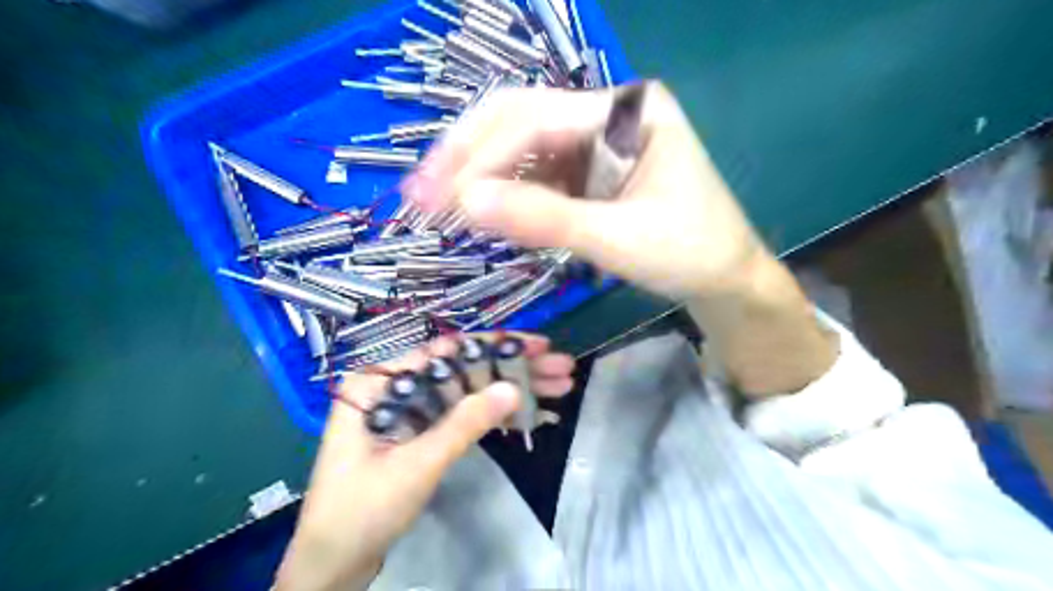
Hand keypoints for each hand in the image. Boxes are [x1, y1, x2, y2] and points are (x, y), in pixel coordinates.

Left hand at [269, 335, 567, 587]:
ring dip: (512, 390)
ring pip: (469, 391)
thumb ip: (463, 424)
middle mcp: (397, 386)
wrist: (333, 564)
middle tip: (561, 368)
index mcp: (381, 381)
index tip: (537, 344)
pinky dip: (495, 416)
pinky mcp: (422, 433)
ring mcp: (411, 410)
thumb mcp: (416, 465)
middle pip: (464, 369)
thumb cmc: (360, 510)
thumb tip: (512, 389)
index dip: (496, 345)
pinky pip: (463, 415)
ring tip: (559, 387)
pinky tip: (529, 414)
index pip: (447, 350)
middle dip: (514, 369)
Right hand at [404, 81, 771, 299]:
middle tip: (419, 193)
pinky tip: (477, 211)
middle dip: (466, 156)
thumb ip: (545, 221)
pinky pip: (533, 174)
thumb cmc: (690, 253)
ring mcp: (594, 142)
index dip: (483, 158)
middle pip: (519, 120)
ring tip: (435, 205)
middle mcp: (606, 114)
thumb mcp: (620, 240)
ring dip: (476, 175)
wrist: (723, 277)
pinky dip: (502, 193)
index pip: (537, 120)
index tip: (440, 199)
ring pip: (519, 147)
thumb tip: (466, 206)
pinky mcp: (586, 172)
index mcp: (628, 111)